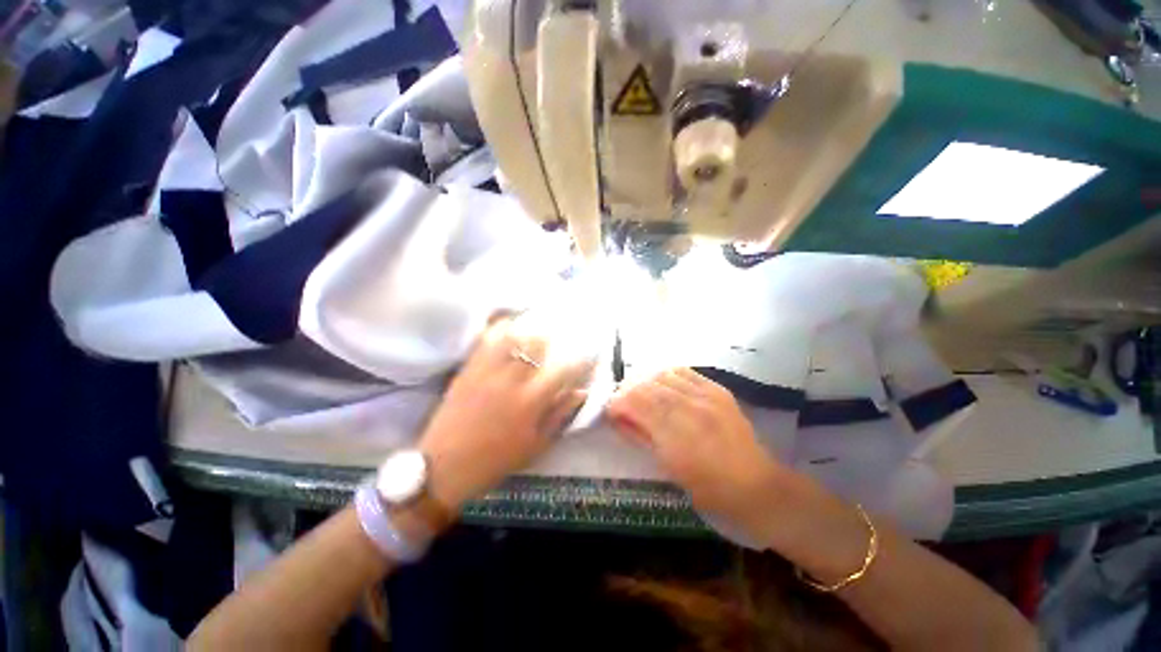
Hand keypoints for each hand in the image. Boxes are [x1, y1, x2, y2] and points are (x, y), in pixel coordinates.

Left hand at [419, 317, 593, 509]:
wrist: (444, 466)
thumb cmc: (496, 460)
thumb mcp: (536, 445)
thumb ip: (561, 415)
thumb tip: (582, 392)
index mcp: (531, 401)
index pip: (565, 369)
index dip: (581, 359)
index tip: (588, 356)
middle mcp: (512, 378)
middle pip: (539, 342)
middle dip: (554, 339)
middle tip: (558, 342)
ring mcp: (488, 369)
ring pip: (515, 334)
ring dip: (529, 330)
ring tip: (536, 332)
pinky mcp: (470, 366)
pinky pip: (487, 338)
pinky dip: (502, 328)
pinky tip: (510, 329)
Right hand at [606, 368, 791, 541]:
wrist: (755, 484)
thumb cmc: (707, 487)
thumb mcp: (667, 467)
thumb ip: (640, 437)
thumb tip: (618, 418)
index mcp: (674, 434)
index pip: (635, 403)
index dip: (617, 403)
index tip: (610, 409)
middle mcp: (689, 408)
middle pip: (647, 386)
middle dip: (628, 390)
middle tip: (622, 400)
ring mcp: (705, 396)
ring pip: (663, 375)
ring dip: (646, 381)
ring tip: (641, 392)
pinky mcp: (717, 390)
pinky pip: (684, 372)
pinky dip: (667, 375)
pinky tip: (663, 384)